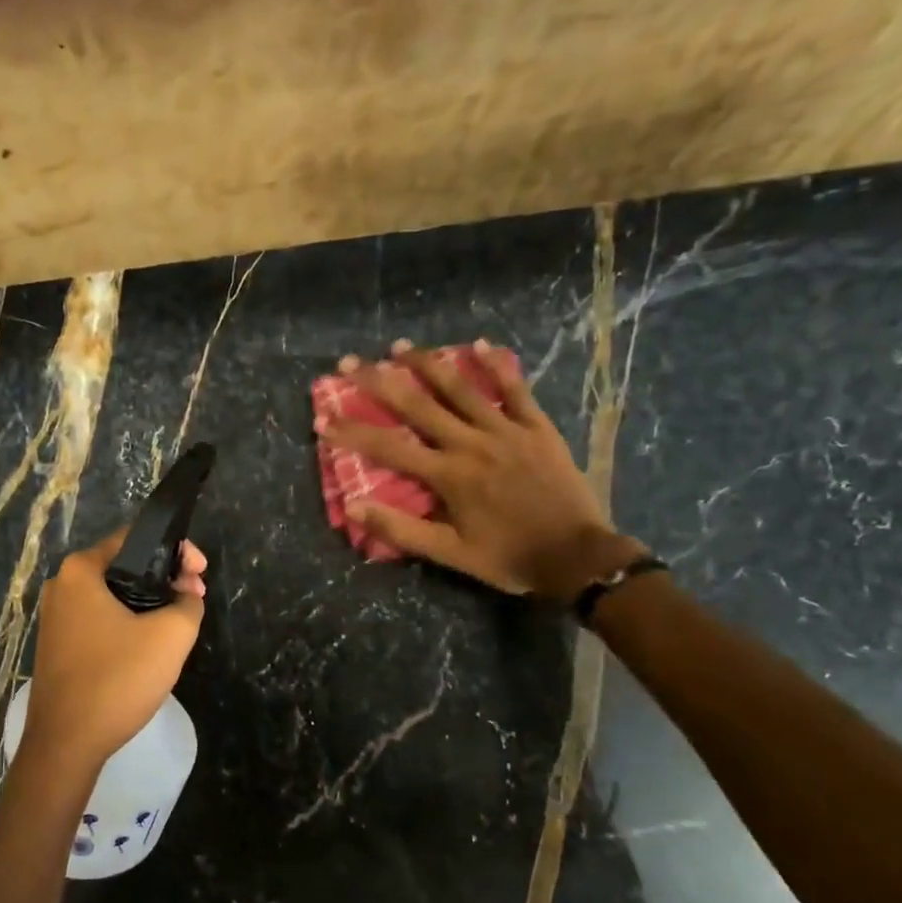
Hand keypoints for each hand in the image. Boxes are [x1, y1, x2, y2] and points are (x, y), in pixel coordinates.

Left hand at [20, 529, 207, 776]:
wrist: (66, 743)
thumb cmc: (117, 679)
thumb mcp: (171, 636)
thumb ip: (188, 603)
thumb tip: (186, 595)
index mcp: (81, 570)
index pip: (135, 537)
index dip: (176, 550)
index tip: (200, 574)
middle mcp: (62, 585)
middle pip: (124, 566)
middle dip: (165, 578)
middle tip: (195, 599)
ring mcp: (56, 617)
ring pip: (114, 595)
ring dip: (149, 602)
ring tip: (179, 622)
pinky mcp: (58, 645)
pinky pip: (101, 620)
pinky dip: (128, 623)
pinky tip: (150, 645)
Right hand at [320, 338, 642, 599]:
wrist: (577, 557)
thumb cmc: (508, 557)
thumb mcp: (450, 553)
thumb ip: (401, 529)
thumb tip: (353, 508)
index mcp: (448, 475)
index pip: (388, 447)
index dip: (353, 432)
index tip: (323, 419)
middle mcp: (471, 443)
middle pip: (417, 405)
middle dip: (378, 381)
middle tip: (349, 362)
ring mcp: (506, 430)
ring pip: (460, 388)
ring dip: (427, 363)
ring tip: (399, 345)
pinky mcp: (537, 427)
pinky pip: (515, 390)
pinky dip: (497, 366)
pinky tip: (479, 345)